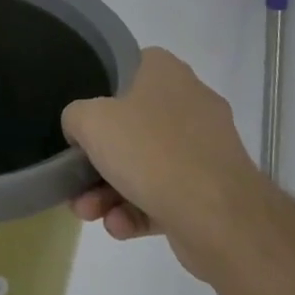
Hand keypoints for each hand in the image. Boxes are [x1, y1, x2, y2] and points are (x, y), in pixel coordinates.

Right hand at [63, 47, 266, 277]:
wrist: (220, 217)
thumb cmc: (150, 151)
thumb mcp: (90, 121)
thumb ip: (75, 117)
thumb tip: (82, 131)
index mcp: (166, 73)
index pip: (127, 68)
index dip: (99, 91)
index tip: (81, 119)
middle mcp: (189, 104)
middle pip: (130, 126)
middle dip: (97, 160)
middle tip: (76, 181)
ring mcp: (203, 148)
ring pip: (145, 164)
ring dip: (110, 191)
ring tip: (91, 213)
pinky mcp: (211, 190)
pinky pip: (164, 193)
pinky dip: (138, 209)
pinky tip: (119, 226)